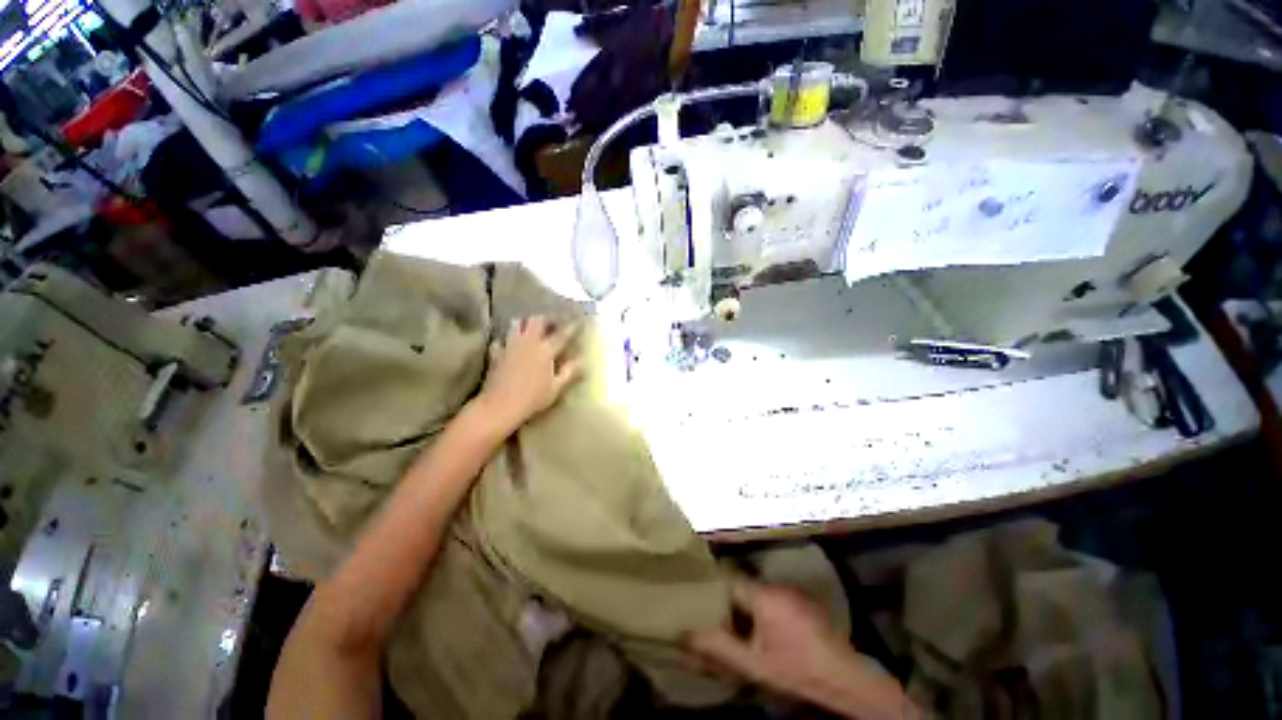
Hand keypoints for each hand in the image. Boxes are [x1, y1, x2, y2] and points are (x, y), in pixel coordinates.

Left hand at [479, 316, 583, 430]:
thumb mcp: (556, 387)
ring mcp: (510, 346)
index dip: (572, 327)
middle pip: (536, 321)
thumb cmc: (532, 398)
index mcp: (545, 350)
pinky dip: (506, 341)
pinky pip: (500, 341)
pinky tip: (508, 346)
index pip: (562, 334)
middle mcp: (528, 342)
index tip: (578, 321)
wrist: (500, 406)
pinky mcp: (496, 354)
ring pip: (516, 324)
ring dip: (525, 323)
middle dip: (546, 319)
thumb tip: (583, 360)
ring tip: (530, 328)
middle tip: (553, 322)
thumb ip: (570, 372)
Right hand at [687, 582, 917, 719]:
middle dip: (727, 599)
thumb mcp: (754, 664)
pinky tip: (763, 630)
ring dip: (746, 605)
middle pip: (742, 585)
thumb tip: (685, 632)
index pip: (728, 578)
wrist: (845, 679)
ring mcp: (793, 592)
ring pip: (758, 591)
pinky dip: (762, 609)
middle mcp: (777, 586)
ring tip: (735, 623)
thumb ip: (719, 646)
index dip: (711, 586)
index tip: (695, 593)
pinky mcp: (804, 602)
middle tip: (713, 614)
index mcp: (764, 595)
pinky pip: (773, 598)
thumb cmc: (796, 670)